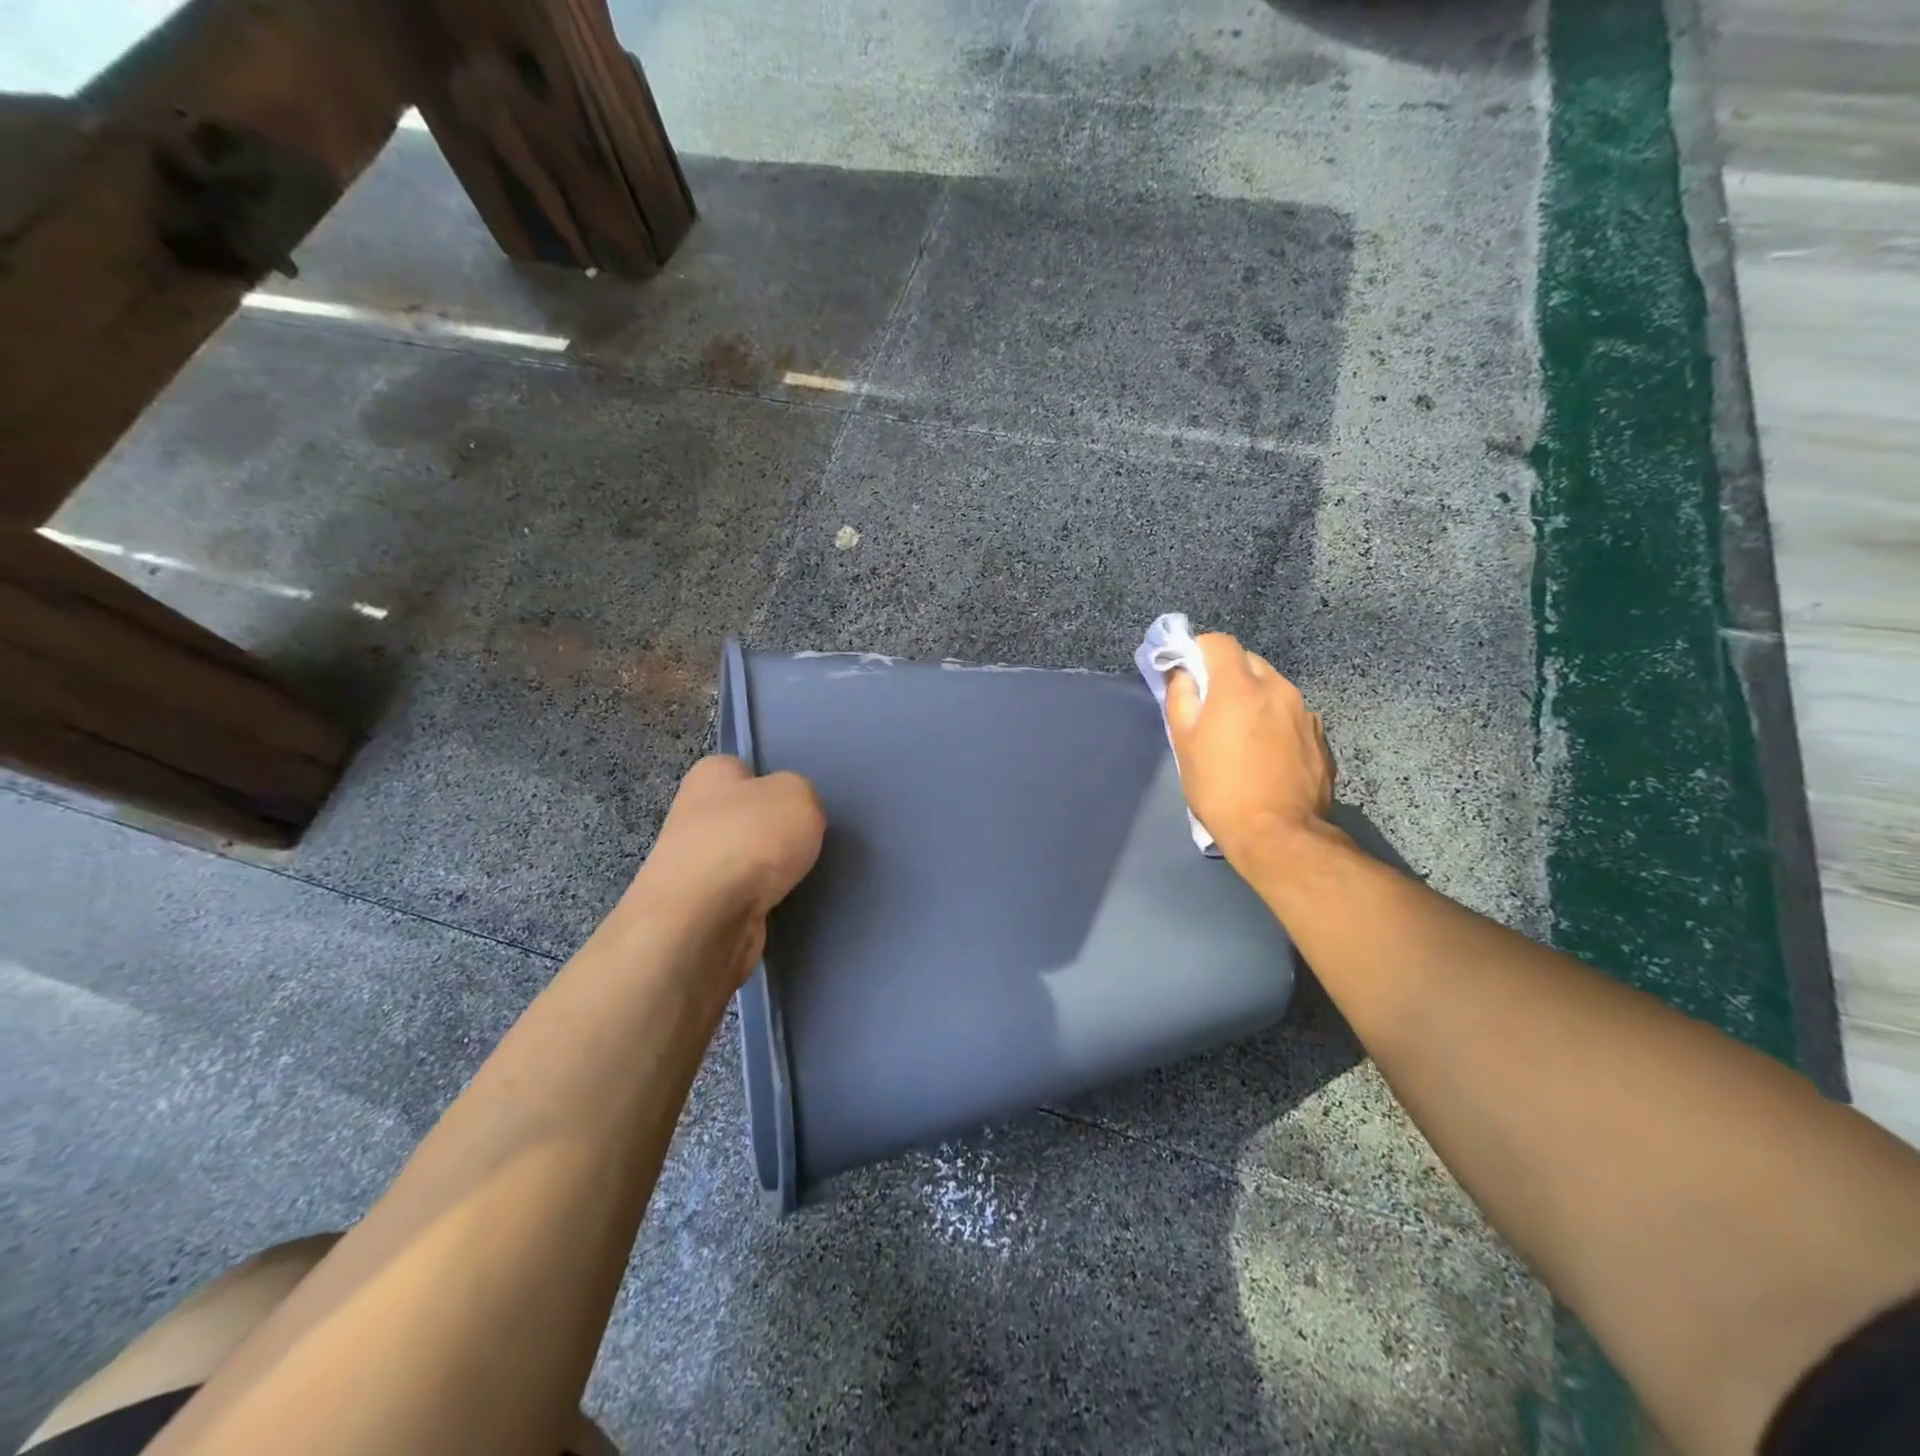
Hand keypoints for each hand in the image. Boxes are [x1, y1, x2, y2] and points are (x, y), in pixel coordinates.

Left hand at [619, 756, 824, 985]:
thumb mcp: (799, 794)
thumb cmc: (751, 839)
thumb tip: (788, 817)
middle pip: (745, 817)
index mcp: (710, 775)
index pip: (743, 769)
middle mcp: (694, 814)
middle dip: (772, 832)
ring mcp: (693, 865)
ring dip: (766, 870)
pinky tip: (777, 904)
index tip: (796, 806)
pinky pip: (741, 896)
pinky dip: (760, 901)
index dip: (772, 784)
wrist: (706, 918)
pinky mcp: (700, 908)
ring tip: (796, 877)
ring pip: (744, 859)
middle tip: (802, 842)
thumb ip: (801, 796)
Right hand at [1164, 633, 1335, 864]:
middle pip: (1249, 662)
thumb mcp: (1184, 744)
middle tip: (1211, 706)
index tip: (1187, 670)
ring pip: (1273, 689)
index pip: (1219, 642)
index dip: (1199, 649)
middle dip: (1227, 674)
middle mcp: (1278, 688)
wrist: (1278, 834)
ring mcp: (1305, 713)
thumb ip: (1181, 699)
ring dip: (1254, 699)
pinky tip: (1267, 755)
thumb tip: (1181, 674)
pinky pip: (1291, 716)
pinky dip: (1276, 723)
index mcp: (1240, 686)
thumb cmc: (1220, 788)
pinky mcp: (1321, 738)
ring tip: (1241, 735)